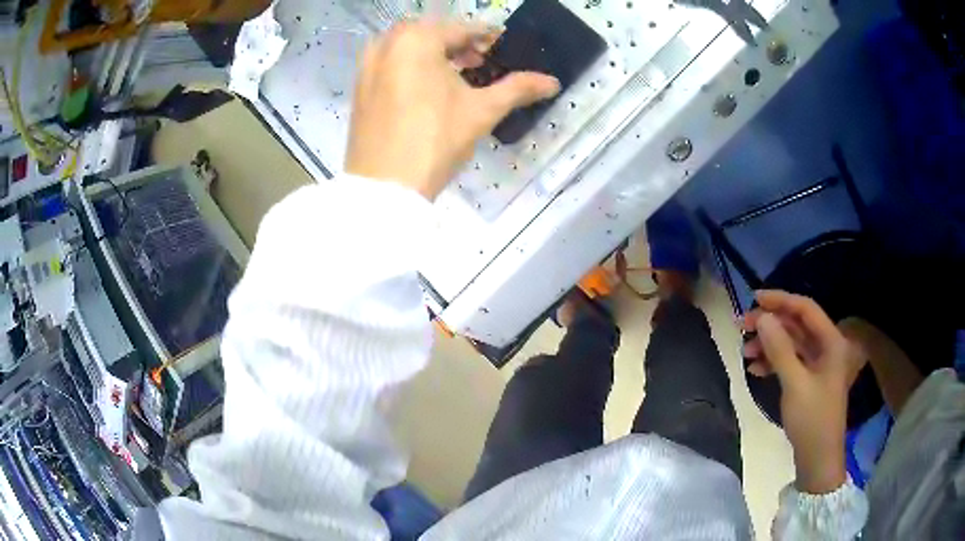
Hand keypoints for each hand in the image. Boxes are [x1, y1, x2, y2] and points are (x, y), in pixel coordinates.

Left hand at [346, 21, 560, 199]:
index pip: (460, 30)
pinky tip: (425, 92)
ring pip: (407, 49)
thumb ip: (518, 88)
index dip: (486, 36)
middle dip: (457, 44)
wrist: (385, 187)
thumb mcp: (481, 111)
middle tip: (479, 62)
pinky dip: (410, 68)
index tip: (503, 44)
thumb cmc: (435, 140)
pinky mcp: (358, 88)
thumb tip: (553, 82)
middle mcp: (387, 44)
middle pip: (430, 34)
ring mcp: (367, 66)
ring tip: (454, 77)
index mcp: (416, 40)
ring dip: (433, 55)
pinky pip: (389, 65)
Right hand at [742, 290, 862, 493]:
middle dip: (771, 324)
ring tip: (745, 352)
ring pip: (791, 343)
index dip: (781, 300)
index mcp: (831, 342)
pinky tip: (755, 369)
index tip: (754, 299)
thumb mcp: (795, 383)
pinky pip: (789, 361)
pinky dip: (772, 362)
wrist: (818, 459)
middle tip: (742, 326)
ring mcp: (817, 365)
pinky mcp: (808, 380)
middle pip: (797, 325)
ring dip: (768, 344)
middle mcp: (826, 347)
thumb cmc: (812, 419)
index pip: (806, 309)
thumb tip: (762, 317)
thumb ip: (780, 349)